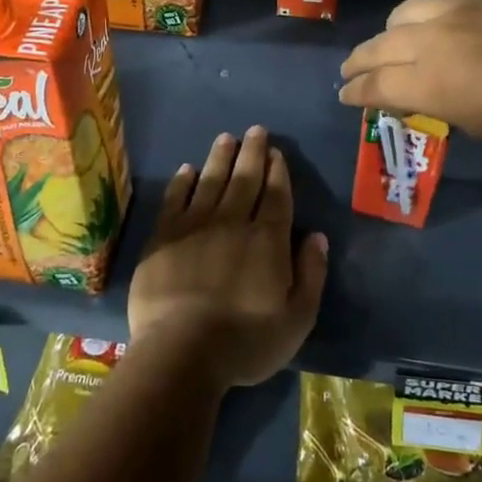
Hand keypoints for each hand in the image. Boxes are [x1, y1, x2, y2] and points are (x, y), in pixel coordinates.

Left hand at [127, 127, 328, 390]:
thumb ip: (311, 274)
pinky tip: (187, 169)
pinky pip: (175, 198)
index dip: (277, 171)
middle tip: (256, 130)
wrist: (182, 351)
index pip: (275, 195)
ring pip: (211, 180)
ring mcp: (195, 226)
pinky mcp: (164, 236)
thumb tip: (317, 236)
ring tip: (227, 138)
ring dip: (220, 157)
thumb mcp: (297, 318)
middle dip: (253, 152)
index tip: (277, 152)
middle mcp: (233, 222)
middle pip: (245, 179)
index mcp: (267, 240)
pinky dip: (182, 181)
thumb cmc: (246, 341)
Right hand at [338, 0, 481, 153]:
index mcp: (430, 83)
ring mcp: (458, 6)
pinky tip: (452, 17)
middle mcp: (432, 39)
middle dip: (360, 60)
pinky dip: (441, 9)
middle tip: (352, 69)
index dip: (355, 92)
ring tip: (397, 39)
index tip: (345, 95)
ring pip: (407, 11)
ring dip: (395, 30)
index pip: (374, 85)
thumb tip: (421, 97)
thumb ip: (442, 106)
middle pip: (379, 45)